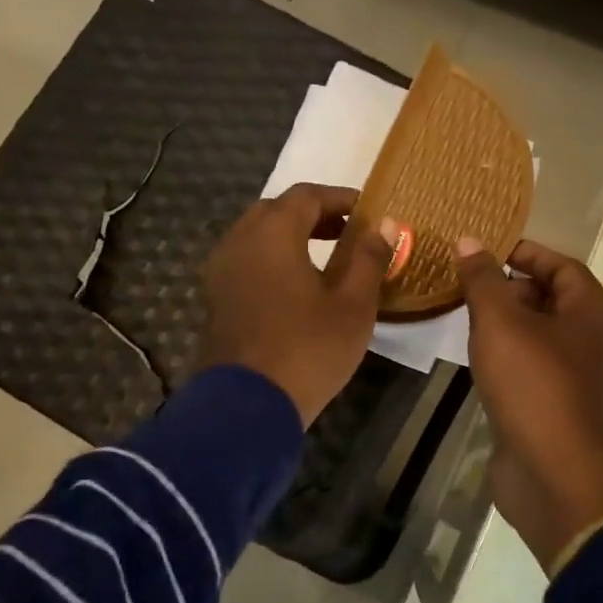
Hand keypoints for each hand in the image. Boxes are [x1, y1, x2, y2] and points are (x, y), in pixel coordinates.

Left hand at [200, 184, 399, 427]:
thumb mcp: (353, 306)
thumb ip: (369, 258)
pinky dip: (271, 260)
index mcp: (273, 233)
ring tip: (324, 260)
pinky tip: (294, 287)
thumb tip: (387, 224)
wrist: (246, 407)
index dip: (340, 198)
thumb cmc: (308, 350)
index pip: (307, 196)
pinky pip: (245, 262)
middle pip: (276, 210)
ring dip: (290, 237)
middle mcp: (239, 241)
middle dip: (313, 215)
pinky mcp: (215, 298)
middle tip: (346, 233)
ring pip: (256, 236)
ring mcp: (220, 271)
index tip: (367, 212)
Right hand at [456, 236, 602, 572]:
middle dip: (512, 286)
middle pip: (552, 298)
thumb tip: (469, 242)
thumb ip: (483, 279)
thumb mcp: (500, 321)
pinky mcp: (556, 405)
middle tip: (469, 284)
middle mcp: (591, 339)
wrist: (551, 469)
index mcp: (591, 311)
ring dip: (507, 322)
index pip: (562, 265)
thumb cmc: (531, 383)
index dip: (525, 252)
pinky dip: (508, 354)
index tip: (485, 251)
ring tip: (466, 315)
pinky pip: (532, 365)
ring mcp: (575, 375)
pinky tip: (478, 358)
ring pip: (540, 334)